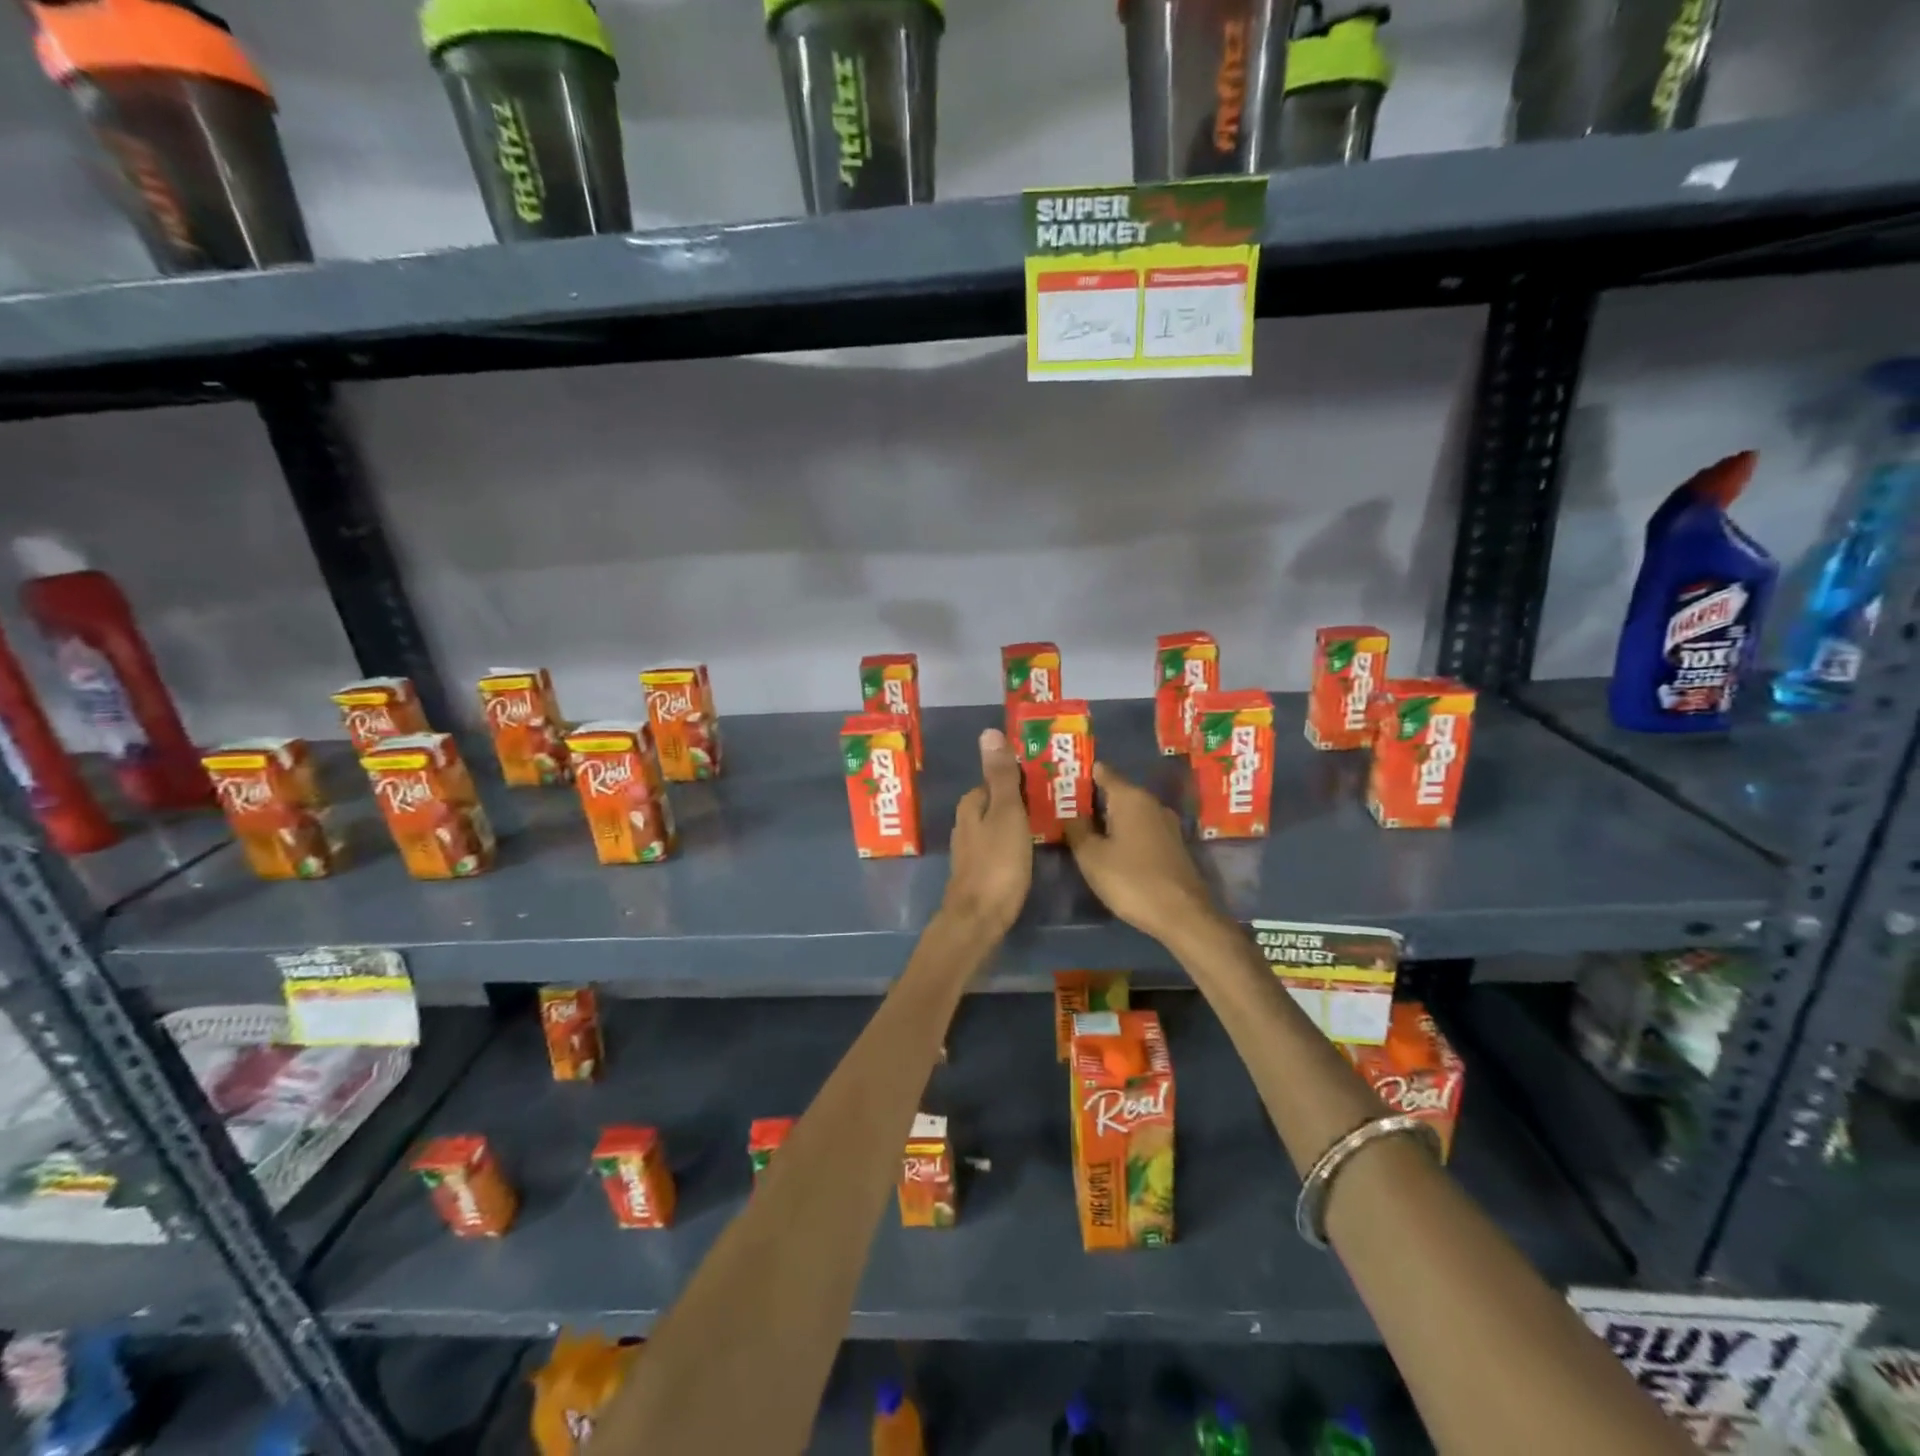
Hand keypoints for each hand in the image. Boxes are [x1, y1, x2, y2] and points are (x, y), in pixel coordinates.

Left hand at [942, 729, 1032, 936]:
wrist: (979, 918)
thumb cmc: (997, 862)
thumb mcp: (1006, 813)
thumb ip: (1000, 775)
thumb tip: (988, 732)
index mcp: (971, 804)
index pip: (996, 779)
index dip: (1021, 777)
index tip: (1049, 779)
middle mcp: (965, 823)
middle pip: (997, 802)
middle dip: (1021, 799)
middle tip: (1057, 801)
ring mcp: (970, 849)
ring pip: (998, 825)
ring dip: (1019, 822)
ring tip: (1050, 823)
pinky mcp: (979, 871)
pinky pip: (1000, 846)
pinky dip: (1014, 843)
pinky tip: (1031, 851)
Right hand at [1063, 762, 1219, 945]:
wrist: (1182, 914)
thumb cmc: (1131, 879)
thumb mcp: (1091, 856)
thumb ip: (1076, 829)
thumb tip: (1069, 812)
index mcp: (1130, 797)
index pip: (1102, 772)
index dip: (1081, 774)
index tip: (1060, 781)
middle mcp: (1151, 802)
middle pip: (1116, 791)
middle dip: (1091, 799)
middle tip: (1063, 809)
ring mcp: (1165, 824)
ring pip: (1129, 812)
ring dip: (1107, 818)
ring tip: (1082, 830)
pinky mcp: (1172, 844)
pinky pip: (1141, 828)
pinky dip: (1123, 832)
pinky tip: (1110, 848)